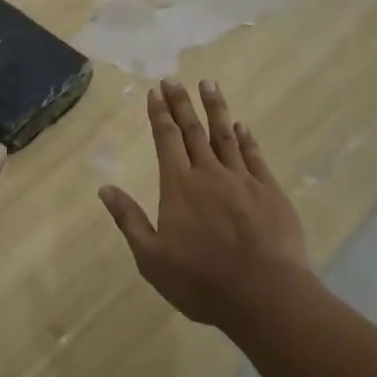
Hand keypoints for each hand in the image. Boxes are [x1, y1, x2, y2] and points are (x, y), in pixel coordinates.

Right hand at [98, 79, 312, 329]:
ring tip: (209, 84)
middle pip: (194, 130)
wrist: (266, 296)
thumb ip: (129, 220)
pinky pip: (255, 157)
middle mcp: (209, 174)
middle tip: (175, 79)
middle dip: (182, 103)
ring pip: (226, 136)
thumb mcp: (151, 258)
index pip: (166, 140)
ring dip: (216, 109)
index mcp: (179, 187)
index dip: (159, 114)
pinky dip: (247, 139)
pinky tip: (242, 127)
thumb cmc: (201, 281)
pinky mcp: (271, 193)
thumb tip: (105, 188)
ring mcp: (243, 181)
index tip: (155, 91)